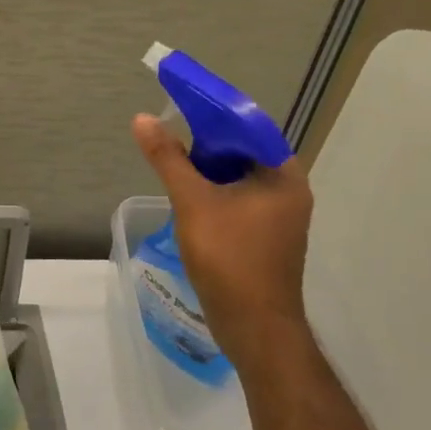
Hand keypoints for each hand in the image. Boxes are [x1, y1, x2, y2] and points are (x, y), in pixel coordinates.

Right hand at [132, 113, 314, 370]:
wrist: (255, 328)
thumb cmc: (230, 259)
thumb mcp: (193, 202)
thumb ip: (168, 159)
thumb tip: (142, 119)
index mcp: (282, 175)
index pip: (249, 126)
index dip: (214, 111)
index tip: (182, 102)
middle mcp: (288, 190)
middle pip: (243, 151)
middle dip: (207, 141)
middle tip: (172, 132)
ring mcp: (279, 217)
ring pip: (239, 177)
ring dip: (208, 168)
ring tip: (173, 162)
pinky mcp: (266, 237)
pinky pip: (238, 200)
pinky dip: (214, 192)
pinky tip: (187, 196)